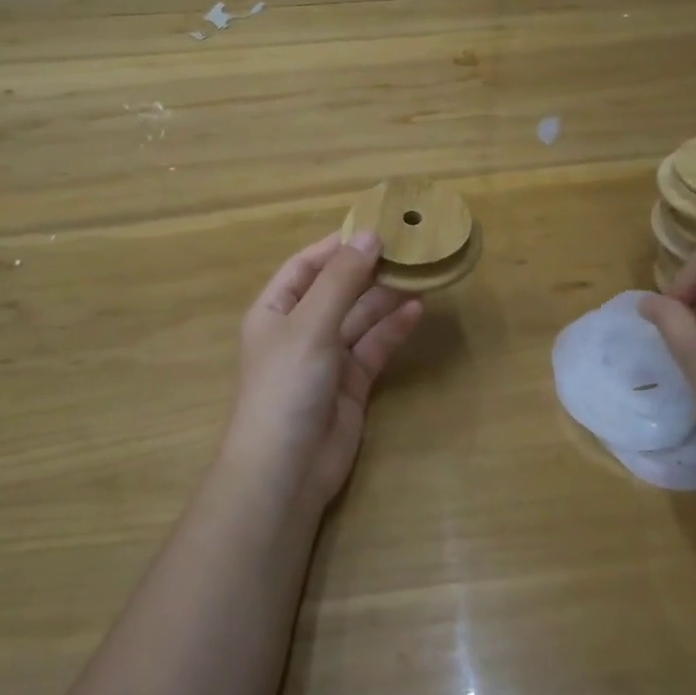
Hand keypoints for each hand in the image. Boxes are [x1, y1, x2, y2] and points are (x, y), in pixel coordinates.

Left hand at [222, 230, 423, 515]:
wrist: (287, 469)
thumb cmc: (287, 386)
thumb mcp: (310, 325)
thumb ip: (341, 280)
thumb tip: (370, 235)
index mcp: (274, 311)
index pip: (305, 266)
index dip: (336, 245)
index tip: (374, 225)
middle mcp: (299, 330)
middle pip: (337, 289)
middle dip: (368, 270)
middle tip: (408, 247)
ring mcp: (326, 358)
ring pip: (360, 318)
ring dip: (386, 297)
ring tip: (420, 272)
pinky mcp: (351, 383)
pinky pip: (373, 347)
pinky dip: (392, 329)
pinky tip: (416, 309)